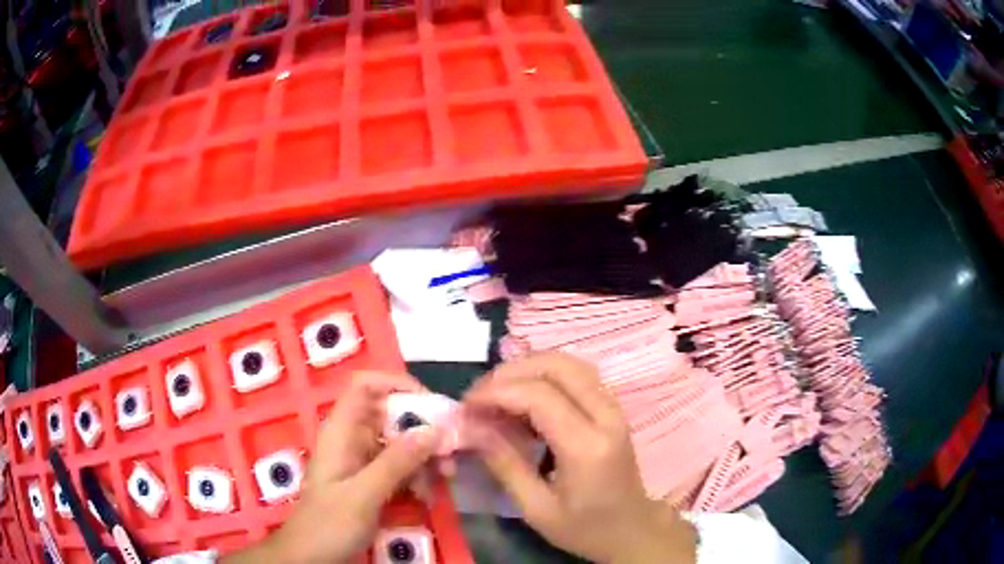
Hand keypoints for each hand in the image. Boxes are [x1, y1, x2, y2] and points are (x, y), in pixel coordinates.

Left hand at [224, 372, 441, 563]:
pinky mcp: (371, 482)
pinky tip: (428, 496)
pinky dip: (418, 477)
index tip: (430, 403)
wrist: (311, 556)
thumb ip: (397, 462)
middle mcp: (352, 439)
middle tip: (449, 451)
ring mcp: (362, 461)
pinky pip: (401, 468)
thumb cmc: (329, 523)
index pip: (365, 386)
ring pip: (400, 443)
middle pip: (391, 415)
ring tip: (445, 478)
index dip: (396, 384)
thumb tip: (434, 430)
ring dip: (425, 457)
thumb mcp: (363, 494)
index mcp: (341, 431)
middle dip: (423, 429)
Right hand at [464, 353, 696, 563]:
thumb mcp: (536, 508)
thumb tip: (471, 428)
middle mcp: (606, 416)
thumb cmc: (584, 528)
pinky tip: (524, 397)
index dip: (497, 392)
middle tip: (479, 394)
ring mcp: (614, 408)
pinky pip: (577, 375)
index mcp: (587, 447)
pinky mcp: (612, 408)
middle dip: (511, 372)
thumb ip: (504, 464)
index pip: (539, 396)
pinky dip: (545, 375)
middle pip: (557, 366)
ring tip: (496, 392)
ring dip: (528, 368)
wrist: (631, 529)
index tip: (466, 405)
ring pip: (569, 363)